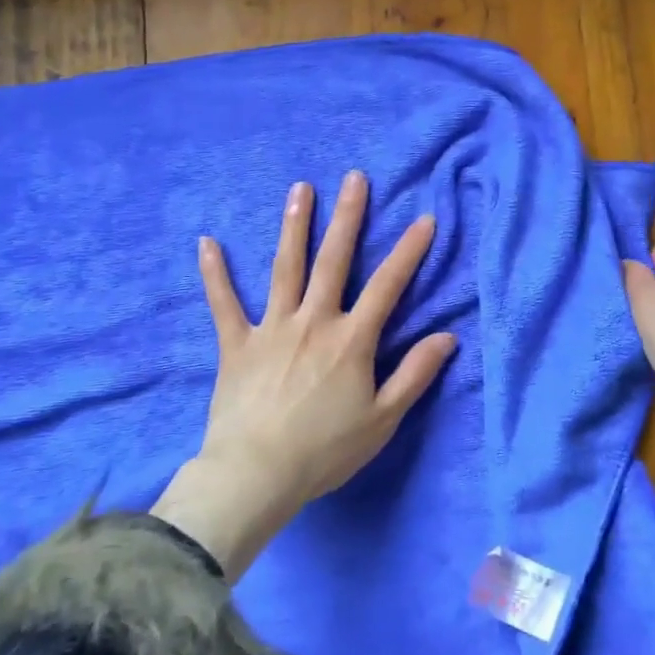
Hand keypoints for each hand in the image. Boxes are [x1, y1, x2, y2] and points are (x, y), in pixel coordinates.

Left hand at [152, 171, 456, 577]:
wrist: (256, 475)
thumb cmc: (325, 450)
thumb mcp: (383, 418)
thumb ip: (415, 374)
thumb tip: (447, 336)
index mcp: (351, 340)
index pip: (388, 286)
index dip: (408, 252)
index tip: (424, 220)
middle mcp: (314, 321)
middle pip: (334, 261)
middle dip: (348, 217)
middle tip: (354, 178)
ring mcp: (272, 328)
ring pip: (285, 268)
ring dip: (294, 226)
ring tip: (300, 189)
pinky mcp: (236, 344)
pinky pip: (223, 304)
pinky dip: (215, 274)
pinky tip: (207, 243)